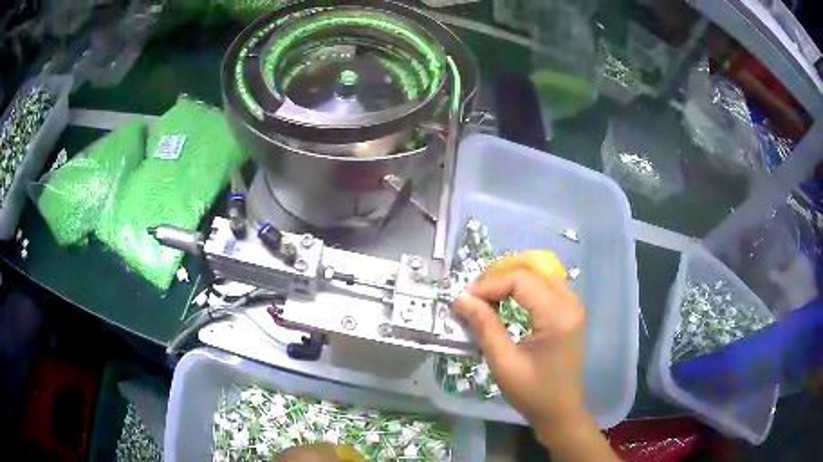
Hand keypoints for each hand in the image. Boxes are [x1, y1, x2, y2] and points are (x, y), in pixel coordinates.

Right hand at [454, 268, 586, 435]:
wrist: (560, 411)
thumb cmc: (532, 392)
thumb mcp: (504, 363)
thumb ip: (484, 326)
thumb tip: (461, 299)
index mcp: (558, 316)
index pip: (521, 280)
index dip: (490, 285)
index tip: (465, 301)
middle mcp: (571, 303)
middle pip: (532, 272)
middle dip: (499, 280)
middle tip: (475, 299)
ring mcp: (573, 306)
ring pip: (539, 276)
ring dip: (511, 282)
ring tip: (487, 300)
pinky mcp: (570, 313)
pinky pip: (546, 287)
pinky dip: (524, 290)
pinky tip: (507, 304)